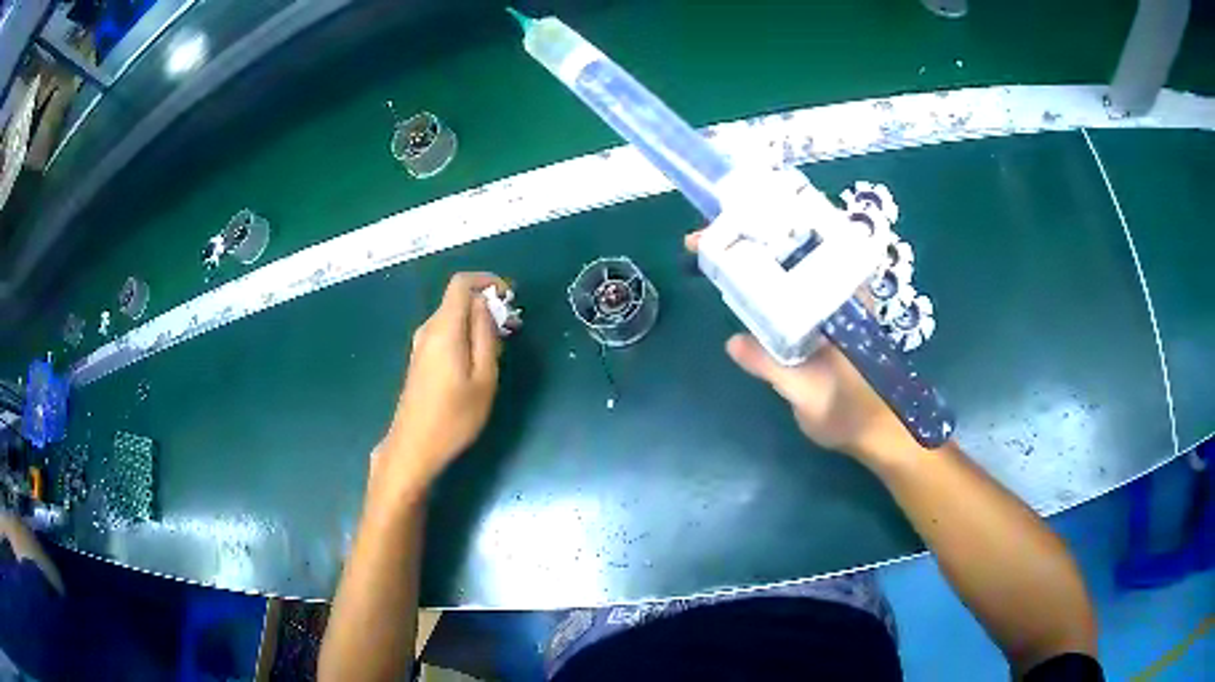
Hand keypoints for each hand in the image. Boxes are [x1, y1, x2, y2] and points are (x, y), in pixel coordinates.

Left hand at [377, 272, 509, 494]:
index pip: (461, 283)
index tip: (510, 298)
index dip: (487, 281)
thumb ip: (486, 336)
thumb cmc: (454, 417)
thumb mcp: (483, 378)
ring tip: (501, 346)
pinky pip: (445, 332)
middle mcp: (428, 329)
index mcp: (444, 329)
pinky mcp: (420, 359)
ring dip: (477, 322)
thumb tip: (487, 305)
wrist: (414, 447)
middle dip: (487, 304)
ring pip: (452, 316)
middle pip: (457, 299)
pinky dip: (465, 334)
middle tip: (513, 328)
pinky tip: (478, 360)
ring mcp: (421, 344)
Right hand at [685, 233, 920, 461]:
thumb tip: (733, 342)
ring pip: (795, 267)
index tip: (727, 229)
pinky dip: (770, 280)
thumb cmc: (848, 414)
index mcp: (841, 302)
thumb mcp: (806, 394)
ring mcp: (834, 304)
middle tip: (710, 236)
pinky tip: (747, 281)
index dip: (764, 235)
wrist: (875, 433)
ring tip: (721, 250)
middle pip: (795, 251)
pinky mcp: (827, 319)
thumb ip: (772, 367)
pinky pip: (796, 288)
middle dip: (754, 237)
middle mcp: (839, 294)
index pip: (800, 253)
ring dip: (760, 256)